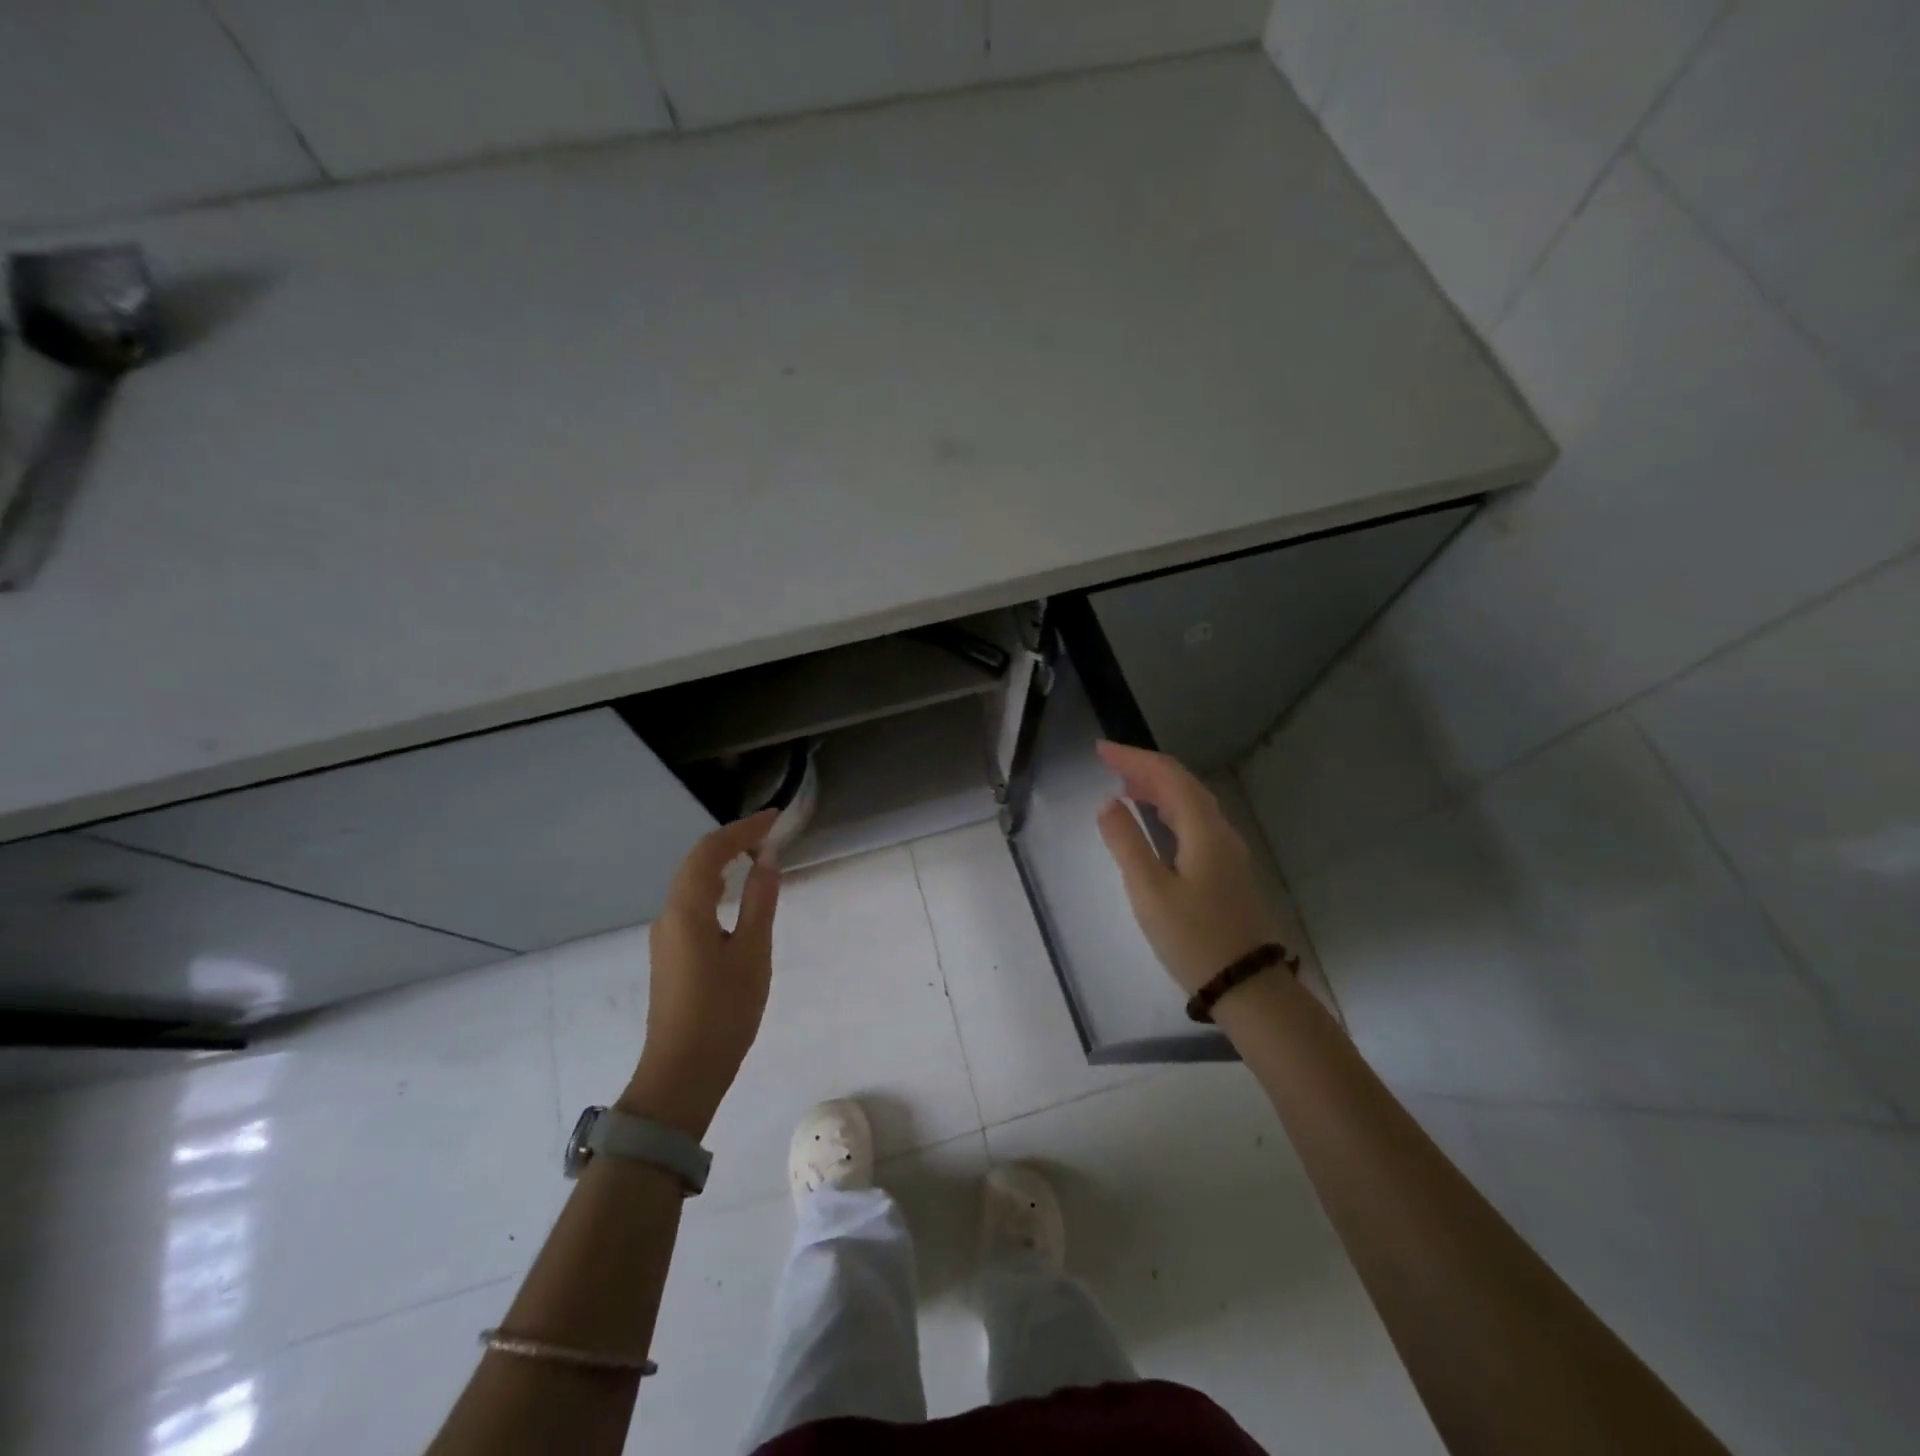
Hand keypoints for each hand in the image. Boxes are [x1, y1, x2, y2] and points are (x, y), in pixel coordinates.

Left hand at [619, 810, 780, 1136]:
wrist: (682, 1074)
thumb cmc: (723, 1011)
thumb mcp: (753, 953)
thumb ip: (761, 902)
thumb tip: (767, 859)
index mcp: (686, 911)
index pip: (710, 852)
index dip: (742, 829)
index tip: (774, 818)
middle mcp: (668, 916)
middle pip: (696, 863)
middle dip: (732, 842)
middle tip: (770, 834)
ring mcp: (666, 937)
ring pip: (692, 884)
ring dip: (723, 864)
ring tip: (758, 857)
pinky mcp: (671, 955)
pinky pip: (692, 905)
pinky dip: (716, 888)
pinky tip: (736, 896)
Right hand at [1095, 741, 1281, 995]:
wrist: (1247, 986)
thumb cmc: (1194, 937)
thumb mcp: (1149, 890)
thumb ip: (1126, 842)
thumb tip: (1109, 803)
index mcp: (1203, 830)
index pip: (1168, 776)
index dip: (1134, 758)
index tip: (1101, 750)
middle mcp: (1220, 832)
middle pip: (1183, 785)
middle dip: (1146, 769)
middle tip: (1109, 764)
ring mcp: (1227, 852)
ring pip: (1192, 804)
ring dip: (1158, 789)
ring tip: (1125, 787)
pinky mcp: (1226, 871)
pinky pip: (1195, 824)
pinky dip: (1169, 811)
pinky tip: (1155, 823)